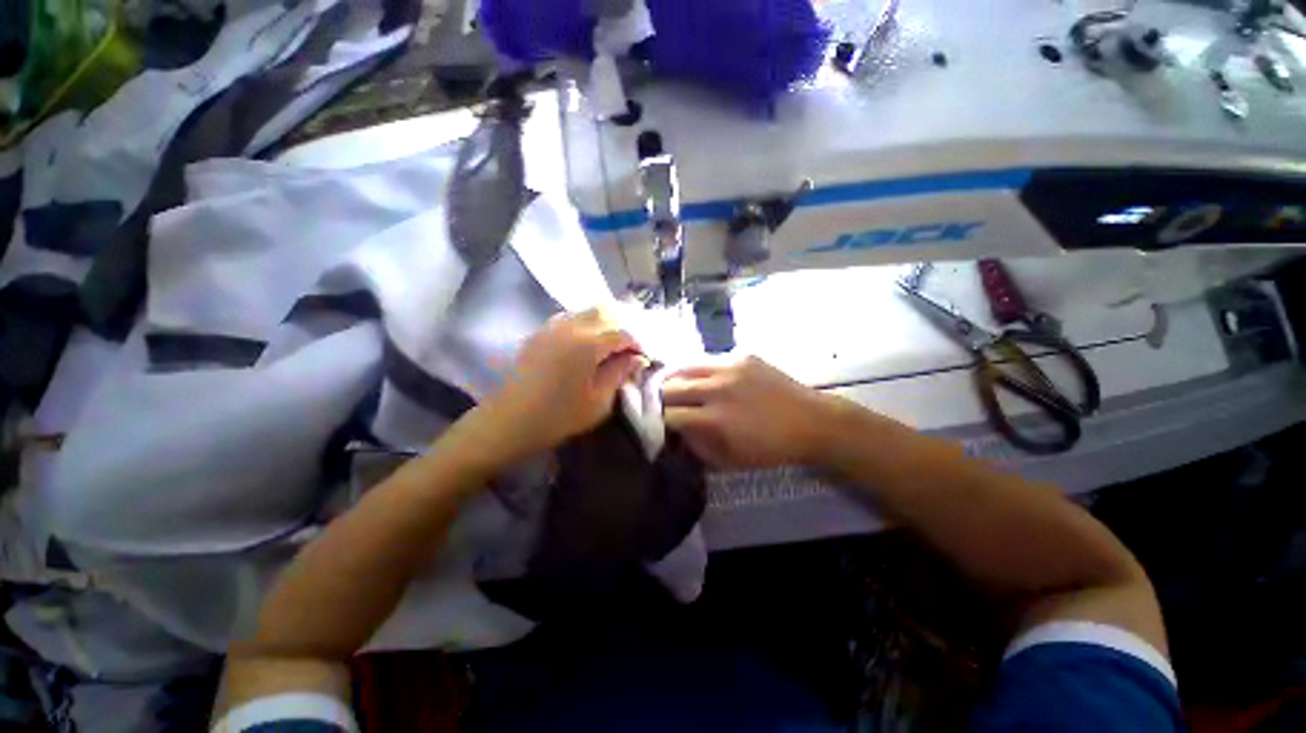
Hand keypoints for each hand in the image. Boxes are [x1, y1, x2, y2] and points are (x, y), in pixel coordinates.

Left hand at [477, 309, 642, 461]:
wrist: (510, 422)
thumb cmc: (559, 416)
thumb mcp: (599, 401)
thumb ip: (619, 373)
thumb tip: (637, 358)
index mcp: (588, 343)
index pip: (622, 334)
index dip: (637, 344)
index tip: (643, 358)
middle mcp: (570, 327)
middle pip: (604, 313)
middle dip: (621, 328)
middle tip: (627, 350)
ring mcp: (551, 327)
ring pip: (584, 312)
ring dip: (602, 324)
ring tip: (609, 345)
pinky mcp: (538, 333)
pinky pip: (567, 318)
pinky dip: (583, 325)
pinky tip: (584, 344)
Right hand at [662, 356, 842, 468]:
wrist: (812, 422)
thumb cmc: (771, 449)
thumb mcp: (730, 461)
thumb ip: (696, 448)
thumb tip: (675, 434)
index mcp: (715, 419)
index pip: (669, 415)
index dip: (657, 422)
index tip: (657, 426)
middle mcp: (718, 388)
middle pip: (669, 387)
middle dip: (659, 399)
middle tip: (662, 407)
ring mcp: (730, 367)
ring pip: (684, 367)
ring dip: (675, 380)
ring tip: (676, 389)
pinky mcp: (742, 355)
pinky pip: (708, 360)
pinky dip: (700, 372)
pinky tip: (706, 380)